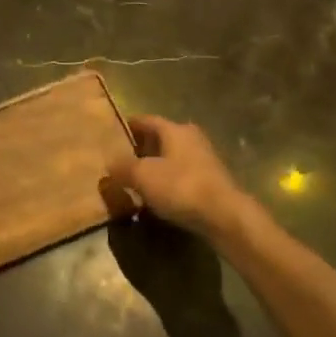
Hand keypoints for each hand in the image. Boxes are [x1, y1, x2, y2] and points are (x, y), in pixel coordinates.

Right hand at [104, 116, 251, 241]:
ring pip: (174, 157)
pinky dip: (171, 182)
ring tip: (139, 181)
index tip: (113, 135)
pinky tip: (161, 197)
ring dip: (158, 166)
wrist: (225, 216)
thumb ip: (122, 167)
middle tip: (123, 160)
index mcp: (174, 129)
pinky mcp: (213, 181)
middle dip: (143, 148)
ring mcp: (205, 159)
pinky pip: (184, 176)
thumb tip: (109, 163)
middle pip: (161, 138)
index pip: (146, 120)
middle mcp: (191, 138)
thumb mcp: (142, 176)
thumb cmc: (181, 187)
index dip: (129, 127)